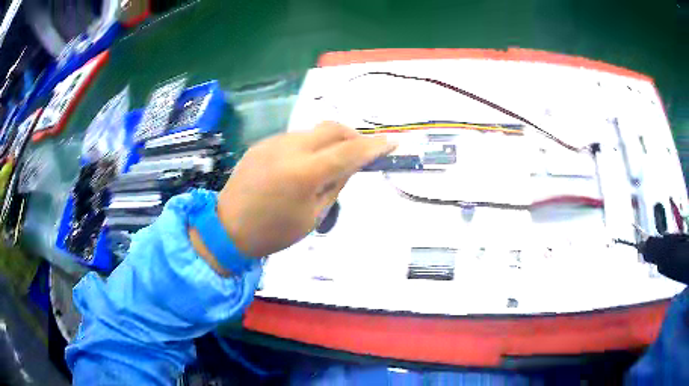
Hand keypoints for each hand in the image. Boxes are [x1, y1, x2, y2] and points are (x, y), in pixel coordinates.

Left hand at [190, 122, 396, 273]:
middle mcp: (289, 149)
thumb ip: (335, 185)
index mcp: (304, 173)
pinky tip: (304, 164)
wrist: (228, 228)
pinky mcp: (262, 143)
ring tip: (331, 162)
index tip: (392, 142)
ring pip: (313, 131)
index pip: (349, 152)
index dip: (374, 146)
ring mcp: (273, 143)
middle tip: (362, 152)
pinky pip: (295, 138)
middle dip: (353, 136)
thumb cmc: (273, 232)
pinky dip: (310, 146)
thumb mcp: (313, 216)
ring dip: (330, 141)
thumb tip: (351, 164)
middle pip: (332, 128)